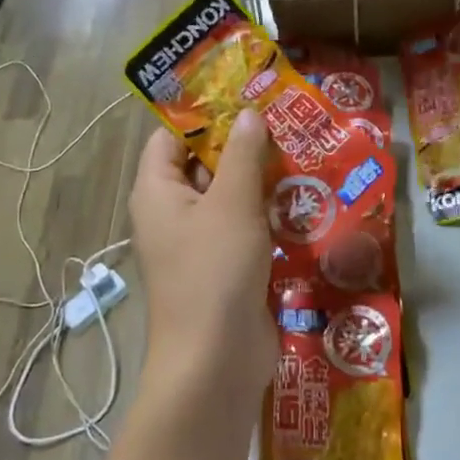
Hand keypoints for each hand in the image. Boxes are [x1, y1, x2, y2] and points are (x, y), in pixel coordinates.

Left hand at [129, 110, 274, 418]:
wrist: (216, 362)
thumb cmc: (215, 271)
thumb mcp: (231, 203)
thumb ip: (242, 154)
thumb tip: (248, 114)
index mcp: (157, 191)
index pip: (171, 137)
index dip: (204, 115)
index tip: (246, 96)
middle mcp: (171, 212)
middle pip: (203, 164)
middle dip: (241, 145)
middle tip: (285, 119)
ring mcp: (198, 242)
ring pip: (228, 197)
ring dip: (260, 180)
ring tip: (301, 150)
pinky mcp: (224, 267)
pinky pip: (243, 228)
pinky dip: (267, 213)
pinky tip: (303, 198)